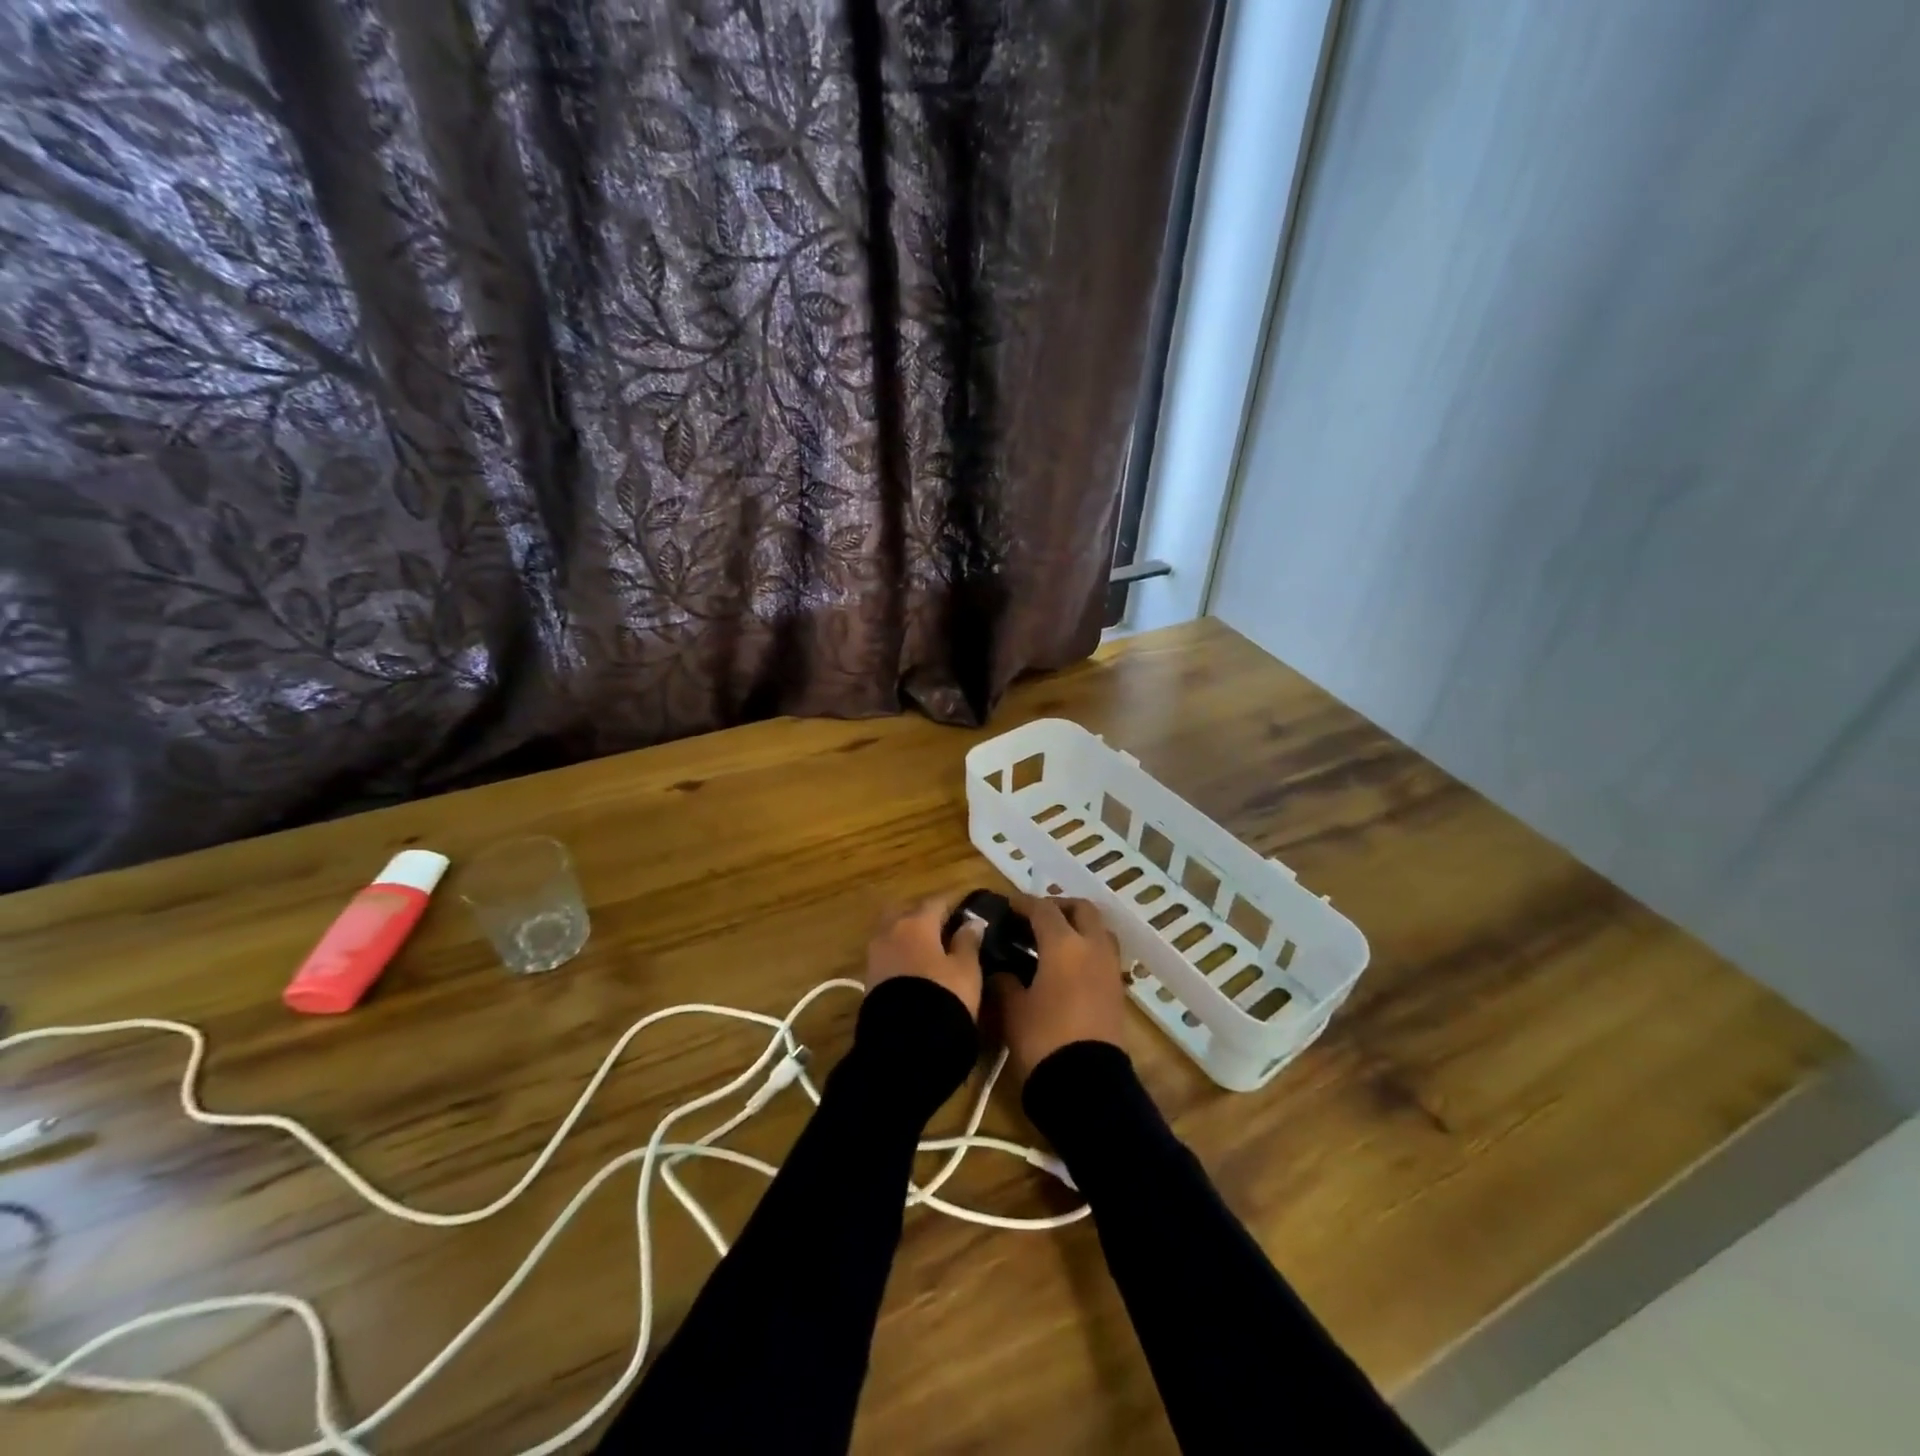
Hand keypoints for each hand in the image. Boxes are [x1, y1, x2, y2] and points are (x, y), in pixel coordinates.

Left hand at [865, 894, 984, 1019]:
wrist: (905, 1042)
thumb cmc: (943, 996)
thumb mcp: (966, 969)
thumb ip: (968, 942)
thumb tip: (973, 922)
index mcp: (916, 922)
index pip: (937, 901)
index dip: (954, 903)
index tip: (968, 908)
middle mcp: (891, 930)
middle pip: (908, 912)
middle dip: (925, 916)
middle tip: (945, 927)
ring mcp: (876, 953)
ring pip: (894, 932)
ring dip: (910, 935)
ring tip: (932, 950)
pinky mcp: (869, 977)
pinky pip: (888, 953)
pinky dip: (902, 953)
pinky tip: (916, 967)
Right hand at [993, 896, 1126, 1079]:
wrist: (1087, 1084)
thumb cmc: (1043, 1039)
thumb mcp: (1013, 1010)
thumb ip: (1005, 982)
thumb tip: (1001, 971)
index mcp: (1064, 945)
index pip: (1043, 909)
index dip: (1023, 903)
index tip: (1008, 905)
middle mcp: (1092, 947)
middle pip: (1082, 910)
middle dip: (1059, 907)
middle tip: (1037, 918)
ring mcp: (1110, 968)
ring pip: (1099, 930)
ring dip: (1079, 926)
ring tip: (1055, 940)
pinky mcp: (1118, 991)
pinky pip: (1104, 954)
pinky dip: (1088, 949)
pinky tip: (1069, 967)